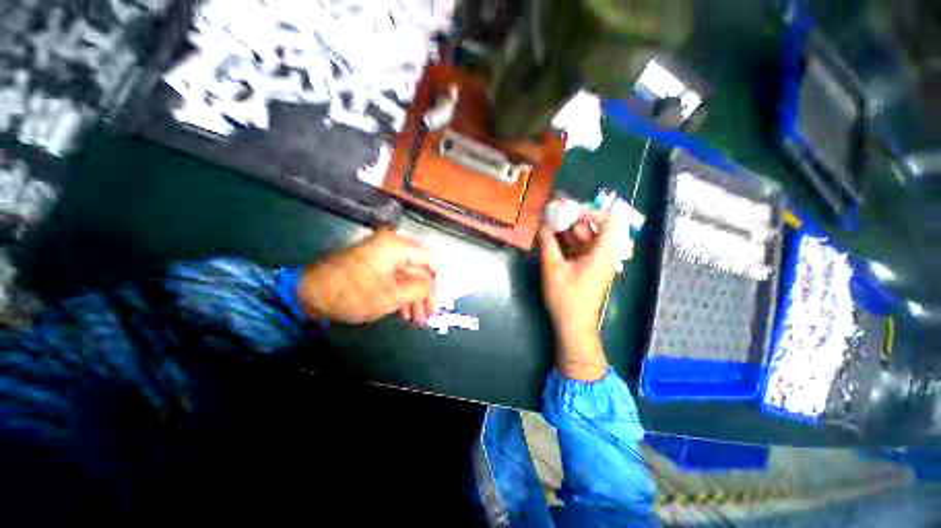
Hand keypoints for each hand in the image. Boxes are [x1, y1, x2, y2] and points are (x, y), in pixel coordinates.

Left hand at [298, 228, 435, 323]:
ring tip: (417, 320)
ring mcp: (380, 256)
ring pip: (406, 276)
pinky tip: (404, 313)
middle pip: (418, 269)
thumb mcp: (393, 295)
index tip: (439, 299)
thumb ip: (420, 288)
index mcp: (396, 246)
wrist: (309, 294)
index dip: (437, 280)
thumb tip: (434, 286)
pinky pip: (393, 279)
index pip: (429, 259)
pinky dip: (400, 295)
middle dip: (425, 294)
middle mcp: (391, 246)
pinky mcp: (372, 267)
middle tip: (430, 315)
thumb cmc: (354, 293)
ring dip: (413, 297)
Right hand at [539, 204, 619, 380]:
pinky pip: (581, 248)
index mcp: (602, 253)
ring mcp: (596, 261)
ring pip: (586, 238)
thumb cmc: (566, 297)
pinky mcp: (588, 268)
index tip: (569, 212)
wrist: (573, 324)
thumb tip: (544, 225)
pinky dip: (568, 241)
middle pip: (595, 228)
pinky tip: (552, 238)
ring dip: (568, 230)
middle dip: (574, 218)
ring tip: (549, 223)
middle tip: (554, 212)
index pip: (610, 221)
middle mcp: (603, 254)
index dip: (591, 212)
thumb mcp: (553, 268)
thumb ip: (548, 243)